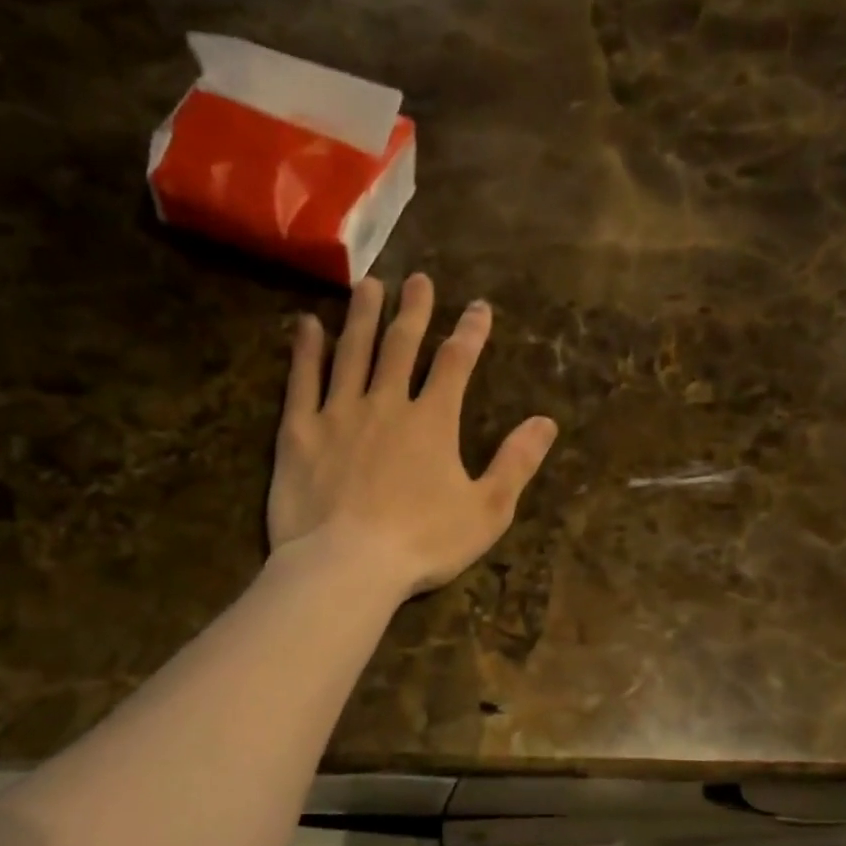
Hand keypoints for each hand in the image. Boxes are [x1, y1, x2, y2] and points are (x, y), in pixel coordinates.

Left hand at [266, 273, 557, 598]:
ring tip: (368, 286)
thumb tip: (546, 422)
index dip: (470, 332)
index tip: (479, 308)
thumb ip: (515, 463)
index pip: (456, 363)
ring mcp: (338, 414)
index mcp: (433, 421)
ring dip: (362, 316)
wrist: (347, 565)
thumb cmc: (422, 543)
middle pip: (401, 346)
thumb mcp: (486, 511)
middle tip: (418, 280)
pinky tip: (307, 325)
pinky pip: (302, 381)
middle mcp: (386, 403)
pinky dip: (306, 350)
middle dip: (414, 310)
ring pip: (352, 352)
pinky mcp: (299, 432)